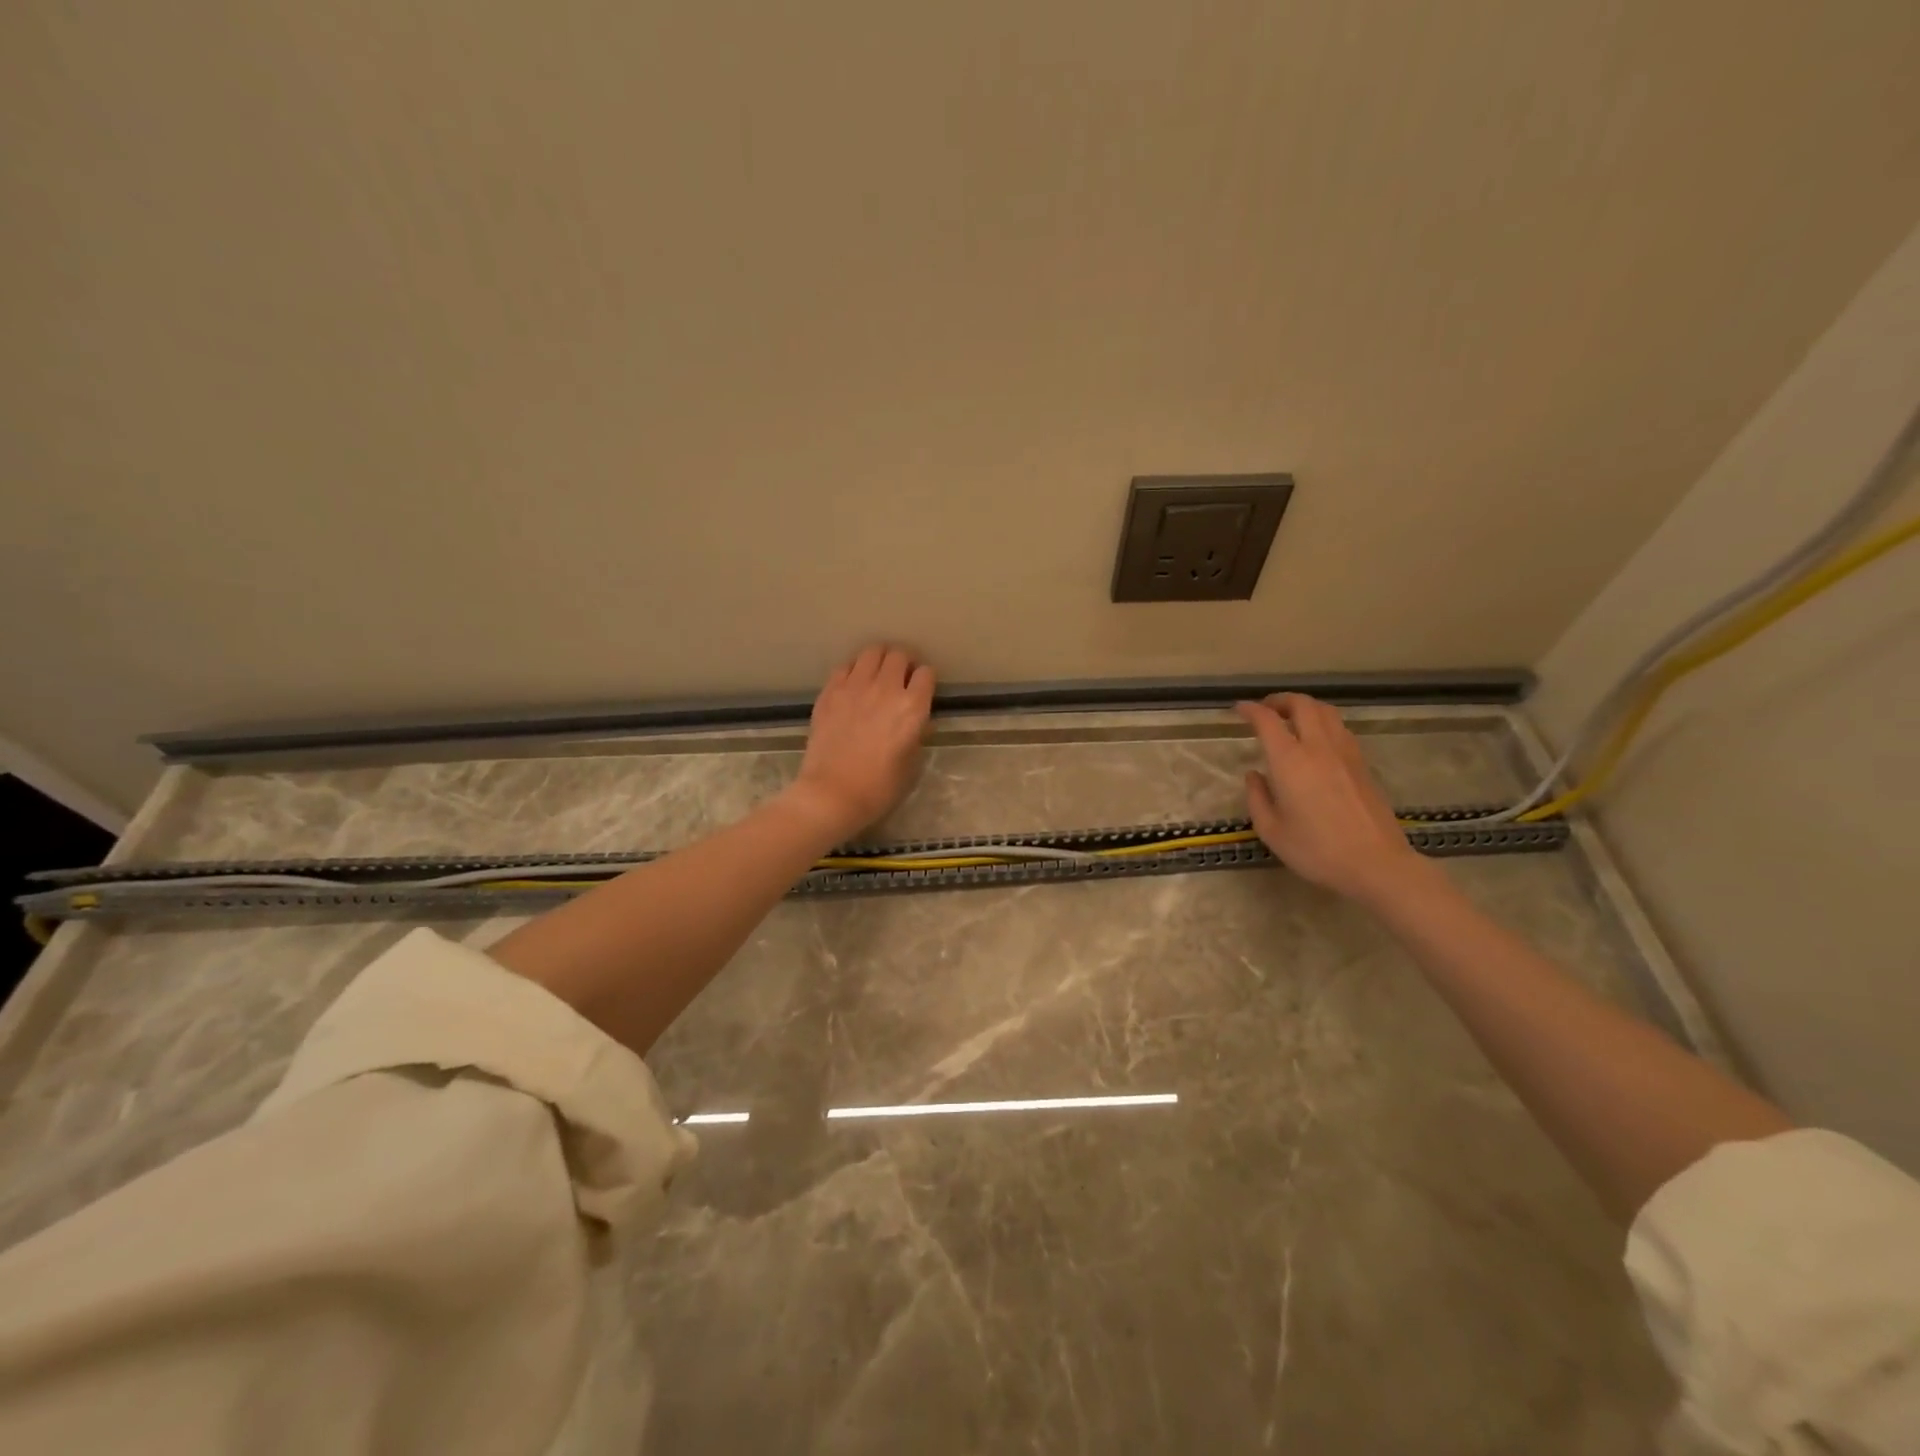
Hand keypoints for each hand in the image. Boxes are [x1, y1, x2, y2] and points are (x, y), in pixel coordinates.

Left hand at [787, 645, 935, 840]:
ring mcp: (854, 687)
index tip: (921, 688)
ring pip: (871, 652)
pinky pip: (845, 666)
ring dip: (879, 660)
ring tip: (877, 673)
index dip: (925, 679)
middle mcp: (885, 689)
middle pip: (898, 655)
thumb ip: (918, 735)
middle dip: (903, 663)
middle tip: (900, 677)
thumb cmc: (879, 788)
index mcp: (912, 707)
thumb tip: (919, 722)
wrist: (832, 794)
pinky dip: (853, 670)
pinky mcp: (830, 692)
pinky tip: (853, 684)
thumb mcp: (911, 765)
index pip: (926, 673)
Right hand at [1235, 694, 1428, 904]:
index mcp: (1290, 761)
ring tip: (1291, 719)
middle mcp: (1318, 747)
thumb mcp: (1272, 831)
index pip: (1267, 720)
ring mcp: (1345, 753)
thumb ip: (1257, 798)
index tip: (1239, 709)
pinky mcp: (1363, 764)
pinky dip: (1323, 723)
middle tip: (1266, 710)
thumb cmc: (1316, 850)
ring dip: (1305, 707)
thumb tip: (1254, 775)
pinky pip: (1340, 728)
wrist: (1376, 864)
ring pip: (1326, 711)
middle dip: (1280, 700)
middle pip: (1302, 704)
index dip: (1251, 710)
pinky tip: (1316, 741)